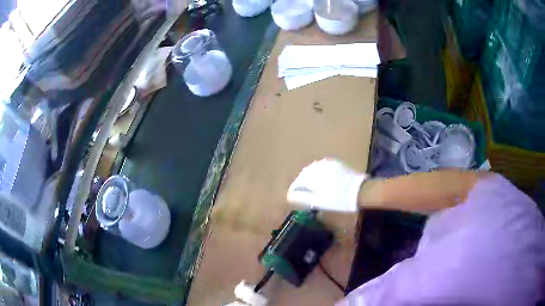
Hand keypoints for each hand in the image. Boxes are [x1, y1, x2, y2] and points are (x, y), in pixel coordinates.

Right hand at [287, 158, 367, 211]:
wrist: (359, 191)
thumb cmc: (337, 199)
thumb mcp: (317, 202)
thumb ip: (302, 197)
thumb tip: (290, 195)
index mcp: (310, 176)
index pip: (297, 183)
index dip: (296, 191)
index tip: (297, 198)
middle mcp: (316, 166)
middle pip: (305, 175)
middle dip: (304, 184)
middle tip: (306, 194)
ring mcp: (327, 163)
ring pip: (314, 170)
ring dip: (312, 178)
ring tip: (316, 188)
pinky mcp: (336, 163)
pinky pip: (324, 167)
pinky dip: (322, 174)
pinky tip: (326, 181)